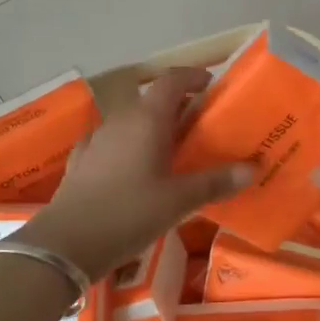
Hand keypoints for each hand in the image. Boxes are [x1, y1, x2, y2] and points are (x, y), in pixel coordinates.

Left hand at [22, 67, 252, 280]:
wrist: (66, 243)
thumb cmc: (129, 213)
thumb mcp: (179, 201)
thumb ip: (216, 181)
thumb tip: (253, 168)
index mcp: (147, 119)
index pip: (172, 80)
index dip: (194, 77)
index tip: (212, 85)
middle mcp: (121, 120)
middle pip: (153, 100)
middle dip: (179, 107)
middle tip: (203, 126)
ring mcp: (98, 140)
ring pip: (132, 122)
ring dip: (153, 128)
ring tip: (174, 150)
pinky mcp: (82, 161)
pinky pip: (112, 143)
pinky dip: (129, 147)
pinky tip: (134, 167)